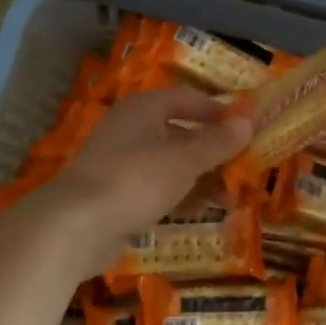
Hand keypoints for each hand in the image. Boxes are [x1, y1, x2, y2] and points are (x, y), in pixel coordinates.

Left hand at [44, 86, 251, 271]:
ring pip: (170, 164)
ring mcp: (121, 163)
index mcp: (144, 109)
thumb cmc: (136, 179)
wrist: (77, 226)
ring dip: (201, 178)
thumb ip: (218, 142)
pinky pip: (157, 188)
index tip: (247, 127)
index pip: (188, 98)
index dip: (218, 111)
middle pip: (181, 133)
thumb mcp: (185, 160)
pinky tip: (202, 211)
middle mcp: (131, 129)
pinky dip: (181, 196)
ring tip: (230, 198)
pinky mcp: (117, 195)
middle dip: (213, 151)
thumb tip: (248, 122)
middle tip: (244, 167)